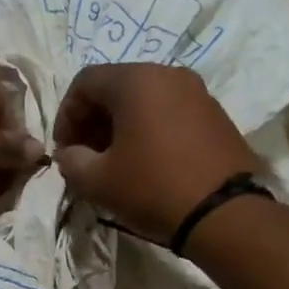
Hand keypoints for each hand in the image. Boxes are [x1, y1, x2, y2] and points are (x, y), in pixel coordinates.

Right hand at [53, 64, 257, 239]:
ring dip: (121, 127)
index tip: (64, 150)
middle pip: (116, 88)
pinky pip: (170, 113)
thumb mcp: (97, 181)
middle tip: (85, 157)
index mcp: (136, 80)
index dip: (65, 115)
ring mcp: (198, 93)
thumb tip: (69, 154)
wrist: (224, 214)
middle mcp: (169, 74)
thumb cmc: (152, 189)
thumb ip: (71, 160)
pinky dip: (150, 130)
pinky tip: (147, 163)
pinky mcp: (216, 115)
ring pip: (145, 100)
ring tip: (115, 163)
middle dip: (93, 120)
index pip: (84, 82)